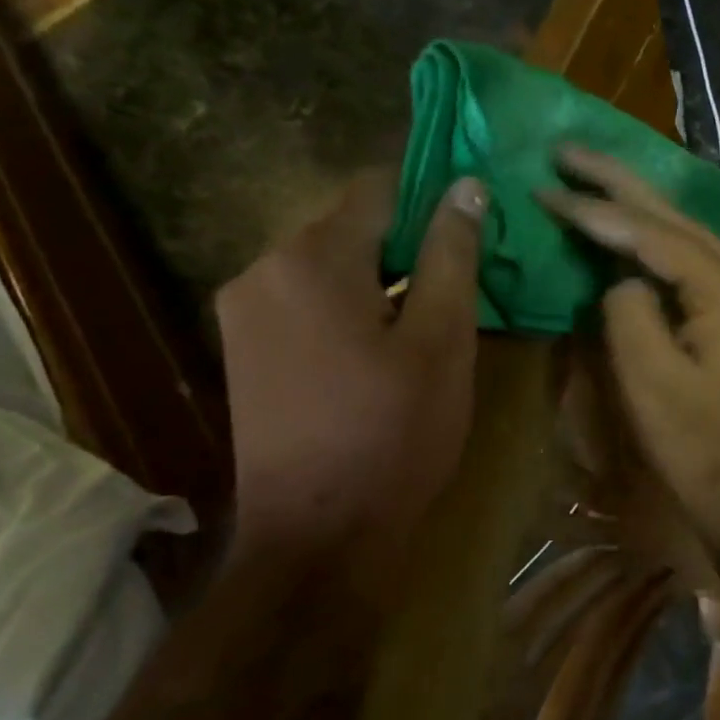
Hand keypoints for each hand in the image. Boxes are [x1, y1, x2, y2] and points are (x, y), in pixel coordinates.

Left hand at [215, 171, 487, 557]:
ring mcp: (244, 311)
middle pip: (352, 227)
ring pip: (331, 266)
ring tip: (428, 326)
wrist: (317, 534)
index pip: (380, 188)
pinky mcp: (244, 348)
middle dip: (410, 246)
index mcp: (313, 258)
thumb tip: (465, 185)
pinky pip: (308, 300)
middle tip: (463, 291)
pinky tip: (382, 353)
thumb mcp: (442, 340)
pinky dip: (351, 307)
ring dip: (382, 280)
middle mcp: (263, 268)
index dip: (433, 198)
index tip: (475, 231)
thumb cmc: (395, 432)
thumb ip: (451, 255)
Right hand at [539, 144, 719, 547]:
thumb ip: (627, 309)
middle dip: (619, 180)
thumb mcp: (647, 377)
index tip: (546, 184)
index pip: (652, 233)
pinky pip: (695, 258)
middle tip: (567, 148)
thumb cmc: (694, 440)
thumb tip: (621, 278)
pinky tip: (633, 222)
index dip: (596, 209)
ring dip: (640, 201)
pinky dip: (658, 237)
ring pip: (688, 230)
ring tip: (592, 171)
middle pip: (675, 215)